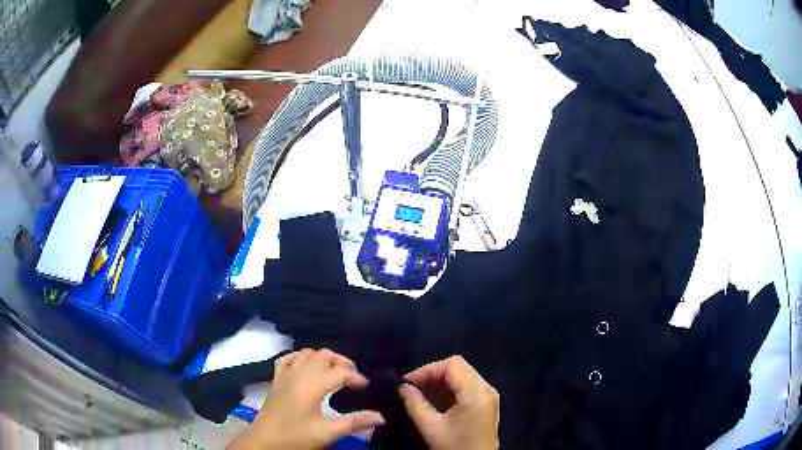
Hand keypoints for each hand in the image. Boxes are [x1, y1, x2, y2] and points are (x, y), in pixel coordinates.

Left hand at [230, 349, 384, 449]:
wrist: (265, 440)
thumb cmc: (296, 436)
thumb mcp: (327, 432)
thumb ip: (354, 422)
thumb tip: (381, 417)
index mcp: (312, 385)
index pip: (341, 372)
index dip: (357, 377)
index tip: (366, 388)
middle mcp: (299, 373)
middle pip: (324, 355)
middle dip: (342, 363)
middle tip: (353, 379)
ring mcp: (285, 373)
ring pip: (307, 353)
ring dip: (323, 359)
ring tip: (334, 373)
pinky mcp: (276, 378)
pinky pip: (289, 357)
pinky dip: (301, 357)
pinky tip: (307, 367)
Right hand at [399, 356, 499, 449]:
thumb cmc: (455, 447)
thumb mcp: (431, 428)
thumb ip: (415, 404)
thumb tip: (401, 386)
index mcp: (476, 392)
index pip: (452, 364)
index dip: (428, 369)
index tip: (408, 383)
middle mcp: (487, 389)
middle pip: (458, 368)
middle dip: (432, 376)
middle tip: (411, 390)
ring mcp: (489, 397)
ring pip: (462, 377)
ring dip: (439, 384)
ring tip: (419, 397)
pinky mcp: (486, 405)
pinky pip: (467, 388)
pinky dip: (449, 392)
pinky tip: (434, 403)